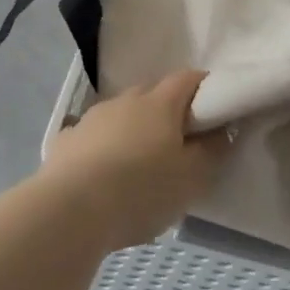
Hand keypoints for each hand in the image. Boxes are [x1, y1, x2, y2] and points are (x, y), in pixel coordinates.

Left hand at [41, 70, 230, 251]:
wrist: (70, 210)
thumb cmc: (141, 191)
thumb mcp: (191, 179)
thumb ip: (212, 152)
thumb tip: (222, 131)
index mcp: (160, 104)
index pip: (187, 79)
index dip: (203, 87)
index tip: (214, 108)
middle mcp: (125, 100)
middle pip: (152, 93)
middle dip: (167, 109)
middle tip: (178, 140)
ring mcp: (92, 117)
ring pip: (120, 114)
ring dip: (132, 128)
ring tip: (137, 162)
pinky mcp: (66, 140)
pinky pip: (91, 136)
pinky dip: (100, 146)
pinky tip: (100, 172)